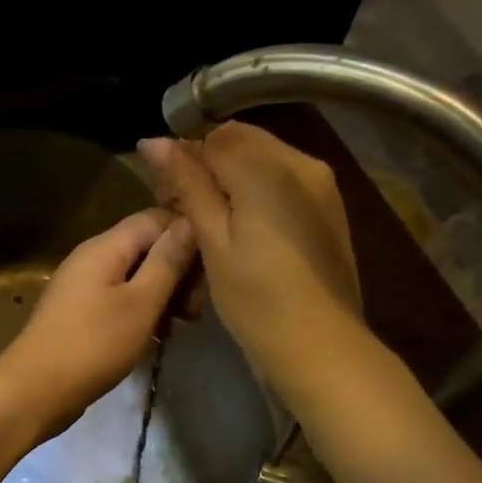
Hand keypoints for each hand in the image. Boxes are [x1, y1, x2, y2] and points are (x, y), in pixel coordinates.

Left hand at [0, 208, 198, 440]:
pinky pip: (118, 300)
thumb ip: (167, 262)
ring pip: (135, 277)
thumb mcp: (141, 302)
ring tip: (180, 327)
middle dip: (177, 273)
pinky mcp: (79, 313)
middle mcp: (91, 257)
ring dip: (162, 296)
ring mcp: (82, 286)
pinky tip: (156, 337)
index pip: (156, 219)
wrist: (36, 389)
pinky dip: (141, 312)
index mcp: (105, 246)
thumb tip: (189, 224)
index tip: (210, 273)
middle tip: (195, 311)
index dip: (188, 238)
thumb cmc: (94, 344)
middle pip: (146, 248)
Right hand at [139, 125, 363, 397]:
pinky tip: (243, 232)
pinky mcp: (328, 208)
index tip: (166, 198)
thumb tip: (154, 142)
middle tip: (184, 212)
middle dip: (208, 166)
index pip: (213, 137)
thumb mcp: (212, 239)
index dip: (183, 160)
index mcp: (269, 167)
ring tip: (212, 225)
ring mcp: (321, 184)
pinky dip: (256, 193)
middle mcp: (302, 162)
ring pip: (262, 160)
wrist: (318, 344)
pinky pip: (283, 182)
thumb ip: (187, 184)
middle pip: (241, 142)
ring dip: (231, 180)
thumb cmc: (255, 296)